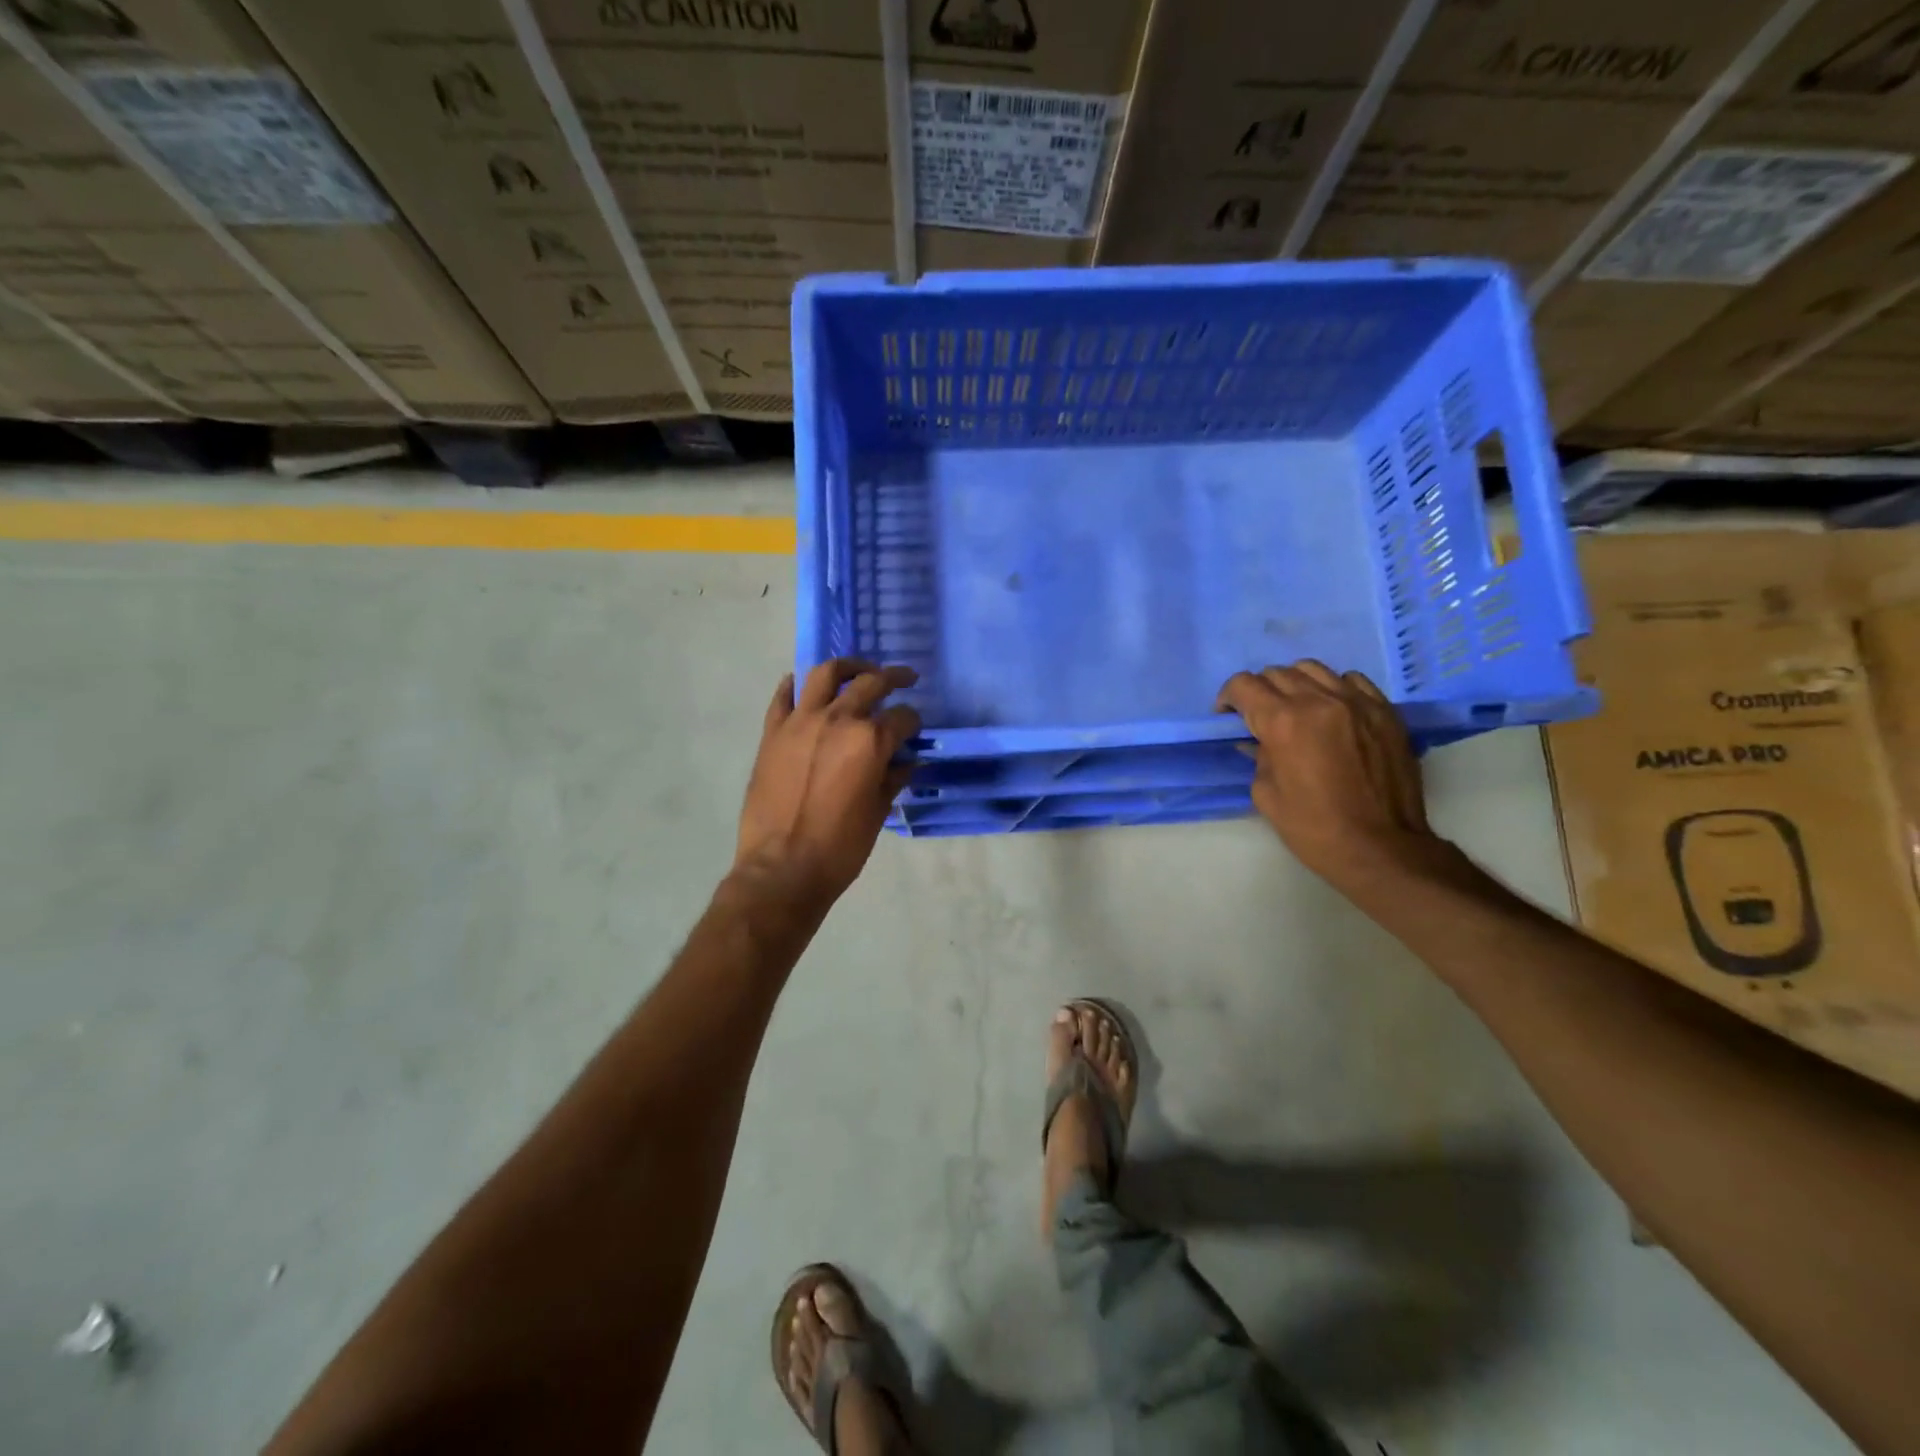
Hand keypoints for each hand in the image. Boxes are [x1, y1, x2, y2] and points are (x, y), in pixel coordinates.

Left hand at [735, 658, 920, 906]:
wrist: (782, 868)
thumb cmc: (840, 847)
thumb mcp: (877, 812)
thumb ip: (893, 778)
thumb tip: (907, 762)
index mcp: (870, 741)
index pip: (902, 717)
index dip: (914, 722)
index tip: (915, 728)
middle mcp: (838, 720)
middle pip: (870, 683)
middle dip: (893, 678)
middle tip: (904, 678)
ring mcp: (800, 722)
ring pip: (826, 674)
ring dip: (848, 667)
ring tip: (859, 670)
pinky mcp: (773, 732)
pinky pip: (784, 696)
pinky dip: (797, 685)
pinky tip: (806, 686)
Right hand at [1216, 661, 1438, 888]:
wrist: (1380, 847)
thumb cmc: (1313, 827)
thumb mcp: (1265, 794)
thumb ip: (1259, 757)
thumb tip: (1259, 742)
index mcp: (1283, 722)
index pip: (1244, 685)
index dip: (1229, 697)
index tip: (1228, 715)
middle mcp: (1319, 701)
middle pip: (1277, 673)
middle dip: (1260, 691)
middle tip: (1259, 716)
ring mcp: (1357, 702)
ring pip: (1314, 669)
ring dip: (1295, 683)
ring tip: (1295, 707)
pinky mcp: (1384, 711)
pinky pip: (1352, 680)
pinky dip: (1333, 688)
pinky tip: (1332, 710)